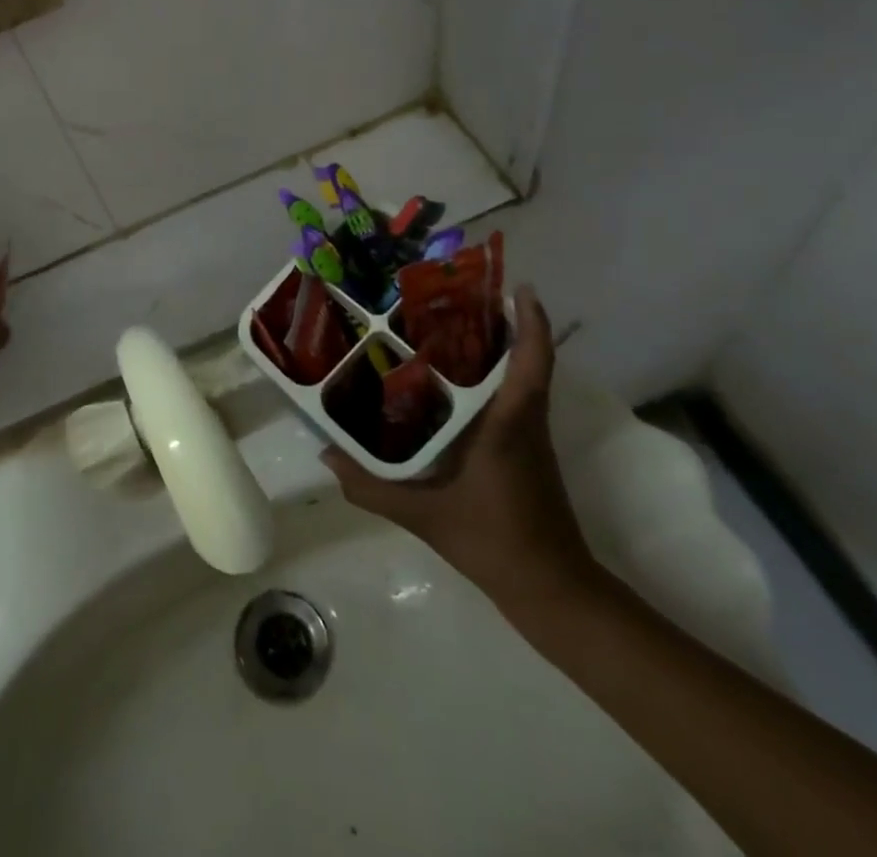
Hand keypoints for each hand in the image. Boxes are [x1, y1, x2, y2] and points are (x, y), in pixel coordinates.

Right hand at [323, 286, 595, 611]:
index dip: (530, 322)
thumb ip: (370, 486)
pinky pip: (514, 398)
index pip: (530, 362)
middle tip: (456, 296)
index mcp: (508, 424)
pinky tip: (454, 383)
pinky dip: (494, 377)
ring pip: (521, 377)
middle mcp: (524, 421)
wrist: (550, 590)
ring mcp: (530, 437)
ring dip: (499, 348)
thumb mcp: (423, 515)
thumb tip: (326, 455)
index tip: (520, 287)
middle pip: (525, 359)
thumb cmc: (493, 540)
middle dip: (502, 322)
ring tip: (450, 326)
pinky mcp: (527, 451)